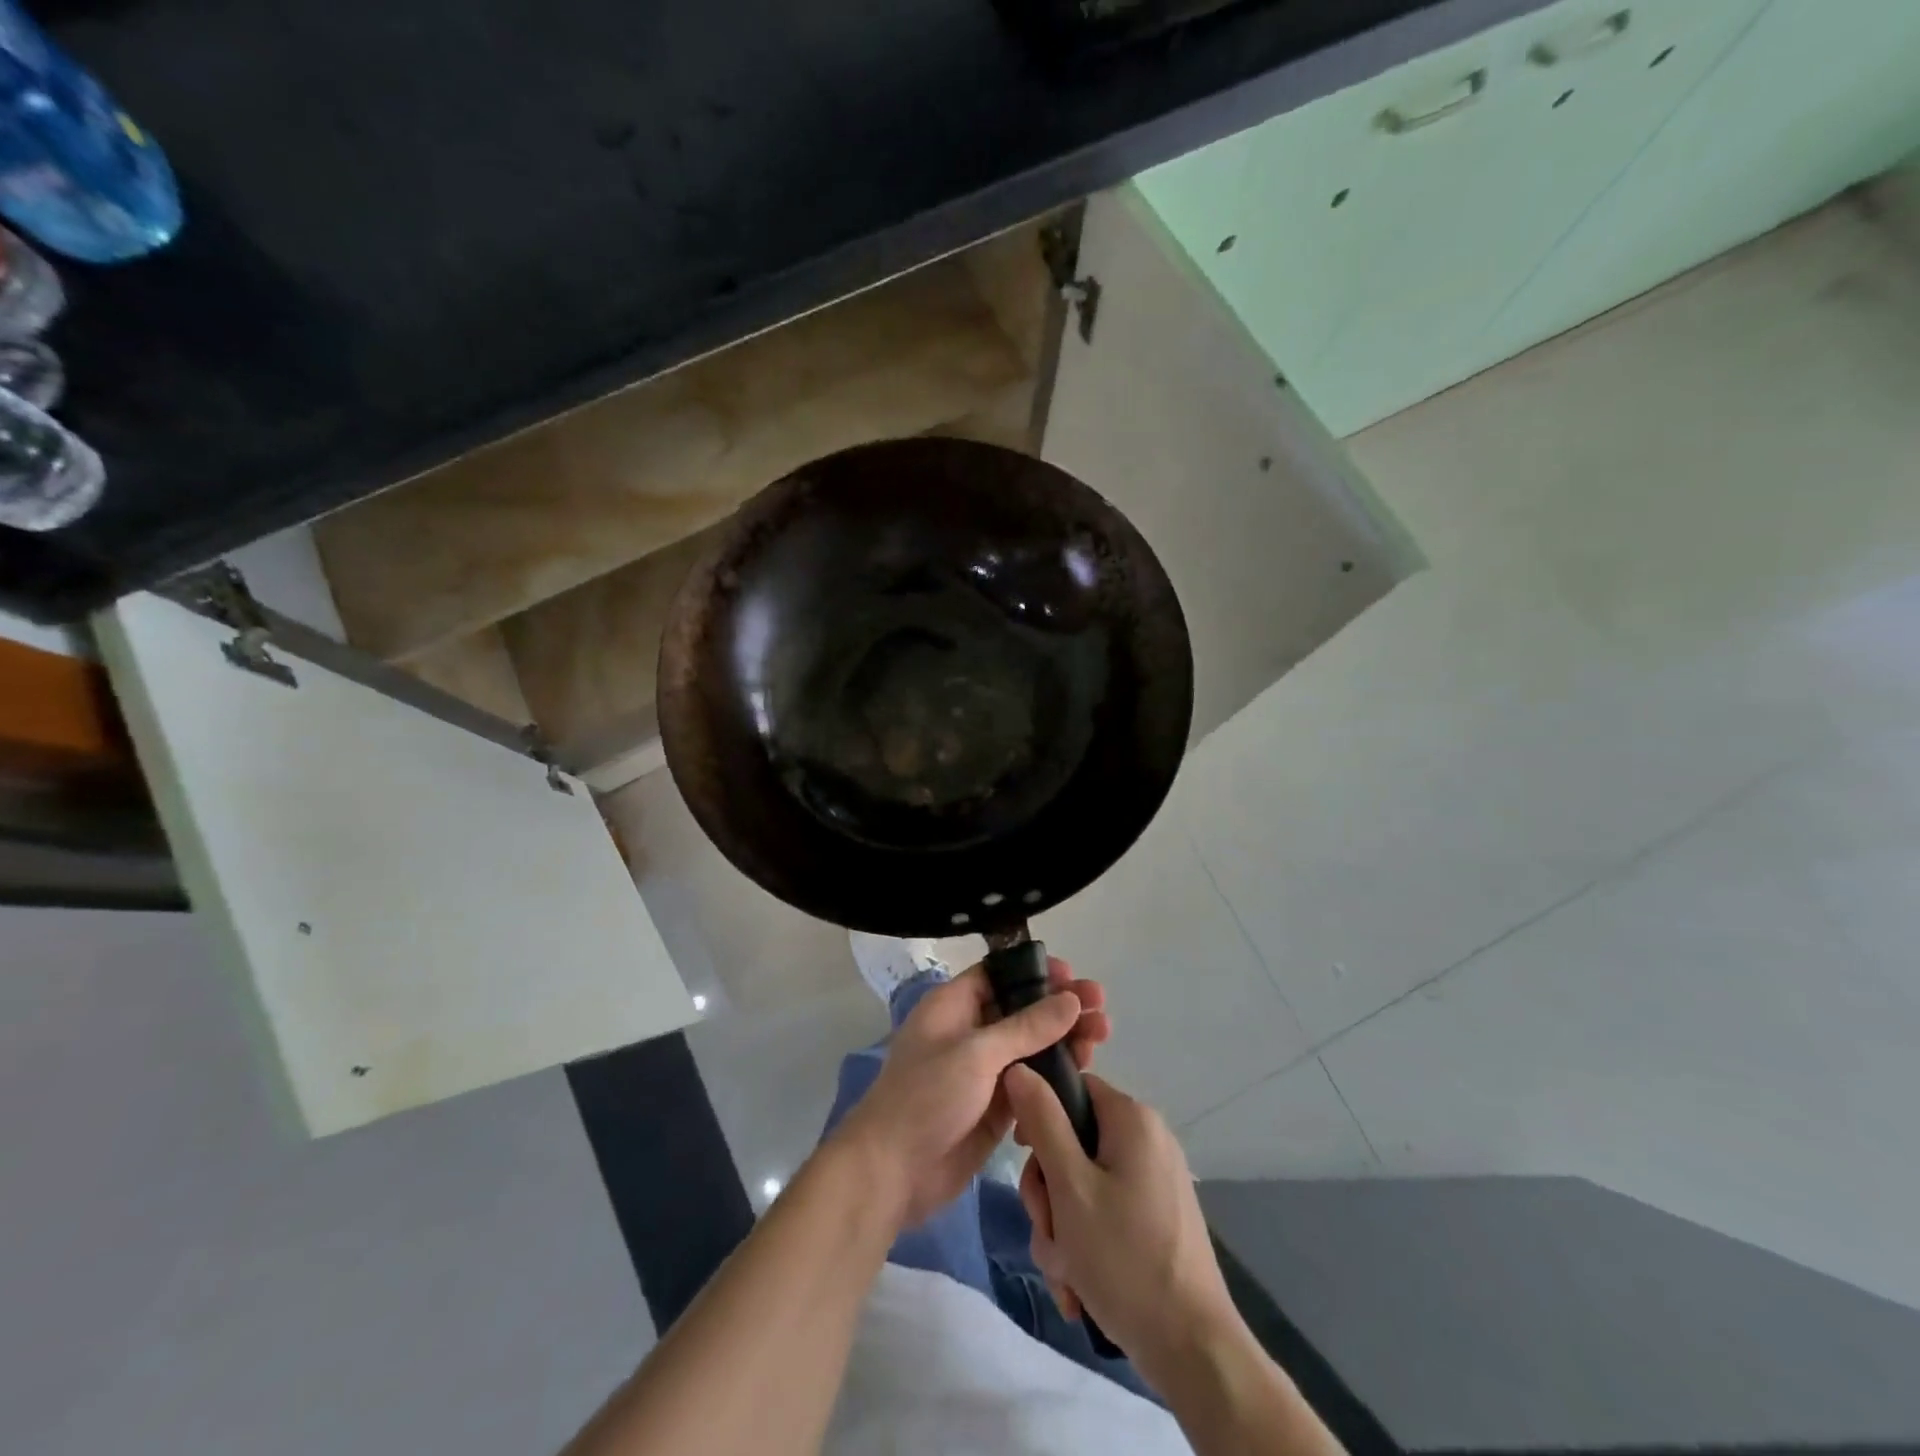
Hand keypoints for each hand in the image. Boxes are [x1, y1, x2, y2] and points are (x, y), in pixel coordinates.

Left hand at [832, 959, 1108, 1228]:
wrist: (892, 1172)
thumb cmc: (927, 1098)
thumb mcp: (977, 1054)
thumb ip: (1027, 1027)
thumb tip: (1070, 999)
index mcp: (954, 1006)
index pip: (999, 975)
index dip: (1036, 973)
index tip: (1073, 976)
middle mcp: (970, 1033)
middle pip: (1023, 1011)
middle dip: (1061, 1010)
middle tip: (1102, 1011)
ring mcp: (983, 1071)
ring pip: (1032, 1048)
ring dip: (1065, 1043)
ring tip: (1100, 1041)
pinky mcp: (995, 1107)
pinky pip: (1031, 1084)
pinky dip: (1054, 1080)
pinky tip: (1081, 1080)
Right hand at [1004, 1067, 1238, 1385]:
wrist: (1193, 1350)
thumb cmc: (1125, 1258)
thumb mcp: (1070, 1186)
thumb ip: (1042, 1121)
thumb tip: (1019, 1068)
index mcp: (1132, 1119)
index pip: (1072, 1089)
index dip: (1040, 1118)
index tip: (1024, 1157)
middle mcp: (1147, 1140)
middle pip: (1073, 1143)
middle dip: (1049, 1193)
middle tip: (1049, 1230)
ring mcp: (1155, 1182)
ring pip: (1083, 1186)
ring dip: (1062, 1228)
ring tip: (1066, 1273)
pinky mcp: (1157, 1218)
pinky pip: (1105, 1214)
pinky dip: (1085, 1245)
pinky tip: (1078, 1287)